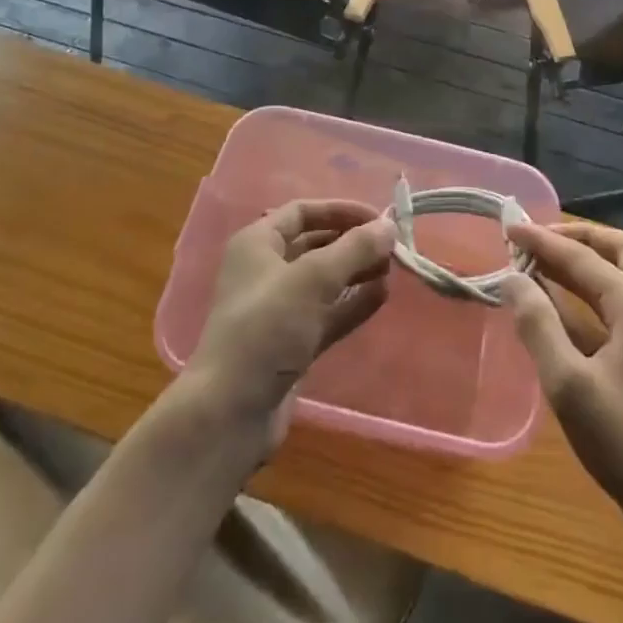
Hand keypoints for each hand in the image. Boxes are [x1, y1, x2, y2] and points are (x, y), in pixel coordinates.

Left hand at [184, 200, 396, 445]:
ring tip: (392, 269)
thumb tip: (389, 225)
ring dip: (357, 272)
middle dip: (353, 242)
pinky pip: (328, 313)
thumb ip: (354, 249)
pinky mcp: (292, 343)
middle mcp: (266, 270)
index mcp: (258, 244)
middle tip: (392, 246)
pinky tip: (382, 297)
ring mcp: (279, 310)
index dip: (340, 210)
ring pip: (325, 281)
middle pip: (316, 244)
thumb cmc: (266, 328)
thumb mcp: (312, 279)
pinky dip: (353, 303)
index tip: (378, 218)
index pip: (303, 212)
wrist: (230, 412)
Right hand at [502, 223, 622, 530]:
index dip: (541, 241)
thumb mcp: (567, 383)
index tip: (508, 227)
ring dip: (588, 261)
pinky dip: (597, 289)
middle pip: (617, 247)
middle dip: (576, 237)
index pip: (581, 257)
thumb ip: (537, 323)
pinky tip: (567, 306)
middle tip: (536, 240)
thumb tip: (512, 278)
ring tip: (545, 263)